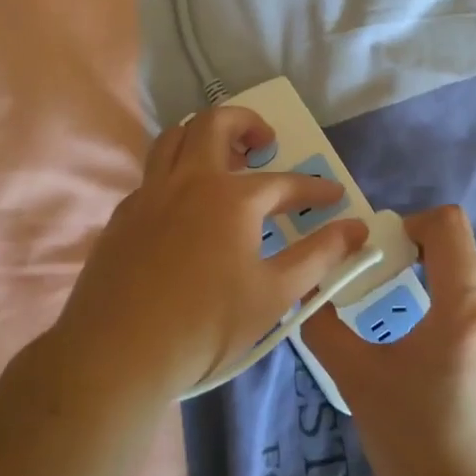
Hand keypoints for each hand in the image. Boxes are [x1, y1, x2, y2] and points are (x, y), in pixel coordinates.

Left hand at [51, 105, 369, 398]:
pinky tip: (184, 204)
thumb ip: (319, 256)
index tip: (335, 196)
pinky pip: (152, 174)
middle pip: (215, 124)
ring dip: (202, 135)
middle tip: (264, 142)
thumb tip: (356, 230)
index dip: (315, 188)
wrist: (118, 352)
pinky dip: (174, 172)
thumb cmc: (206, 325)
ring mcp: (150, 194)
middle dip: (246, 123)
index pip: (285, 182)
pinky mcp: (123, 215)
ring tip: (223, 158)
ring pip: (173, 138)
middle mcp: (189, 181)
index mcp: (231, 198)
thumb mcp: (274, 294)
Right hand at [303, 205, 475, 475]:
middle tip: (401, 281)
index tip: (392, 249)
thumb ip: (325, 327)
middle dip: (433, 255)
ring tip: (441, 307)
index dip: (417, 224)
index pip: (451, 227)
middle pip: (471, 252)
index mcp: (464, 309)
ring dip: (468, 279)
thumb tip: (309, 295)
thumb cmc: (407, 440)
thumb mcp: (355, 377)